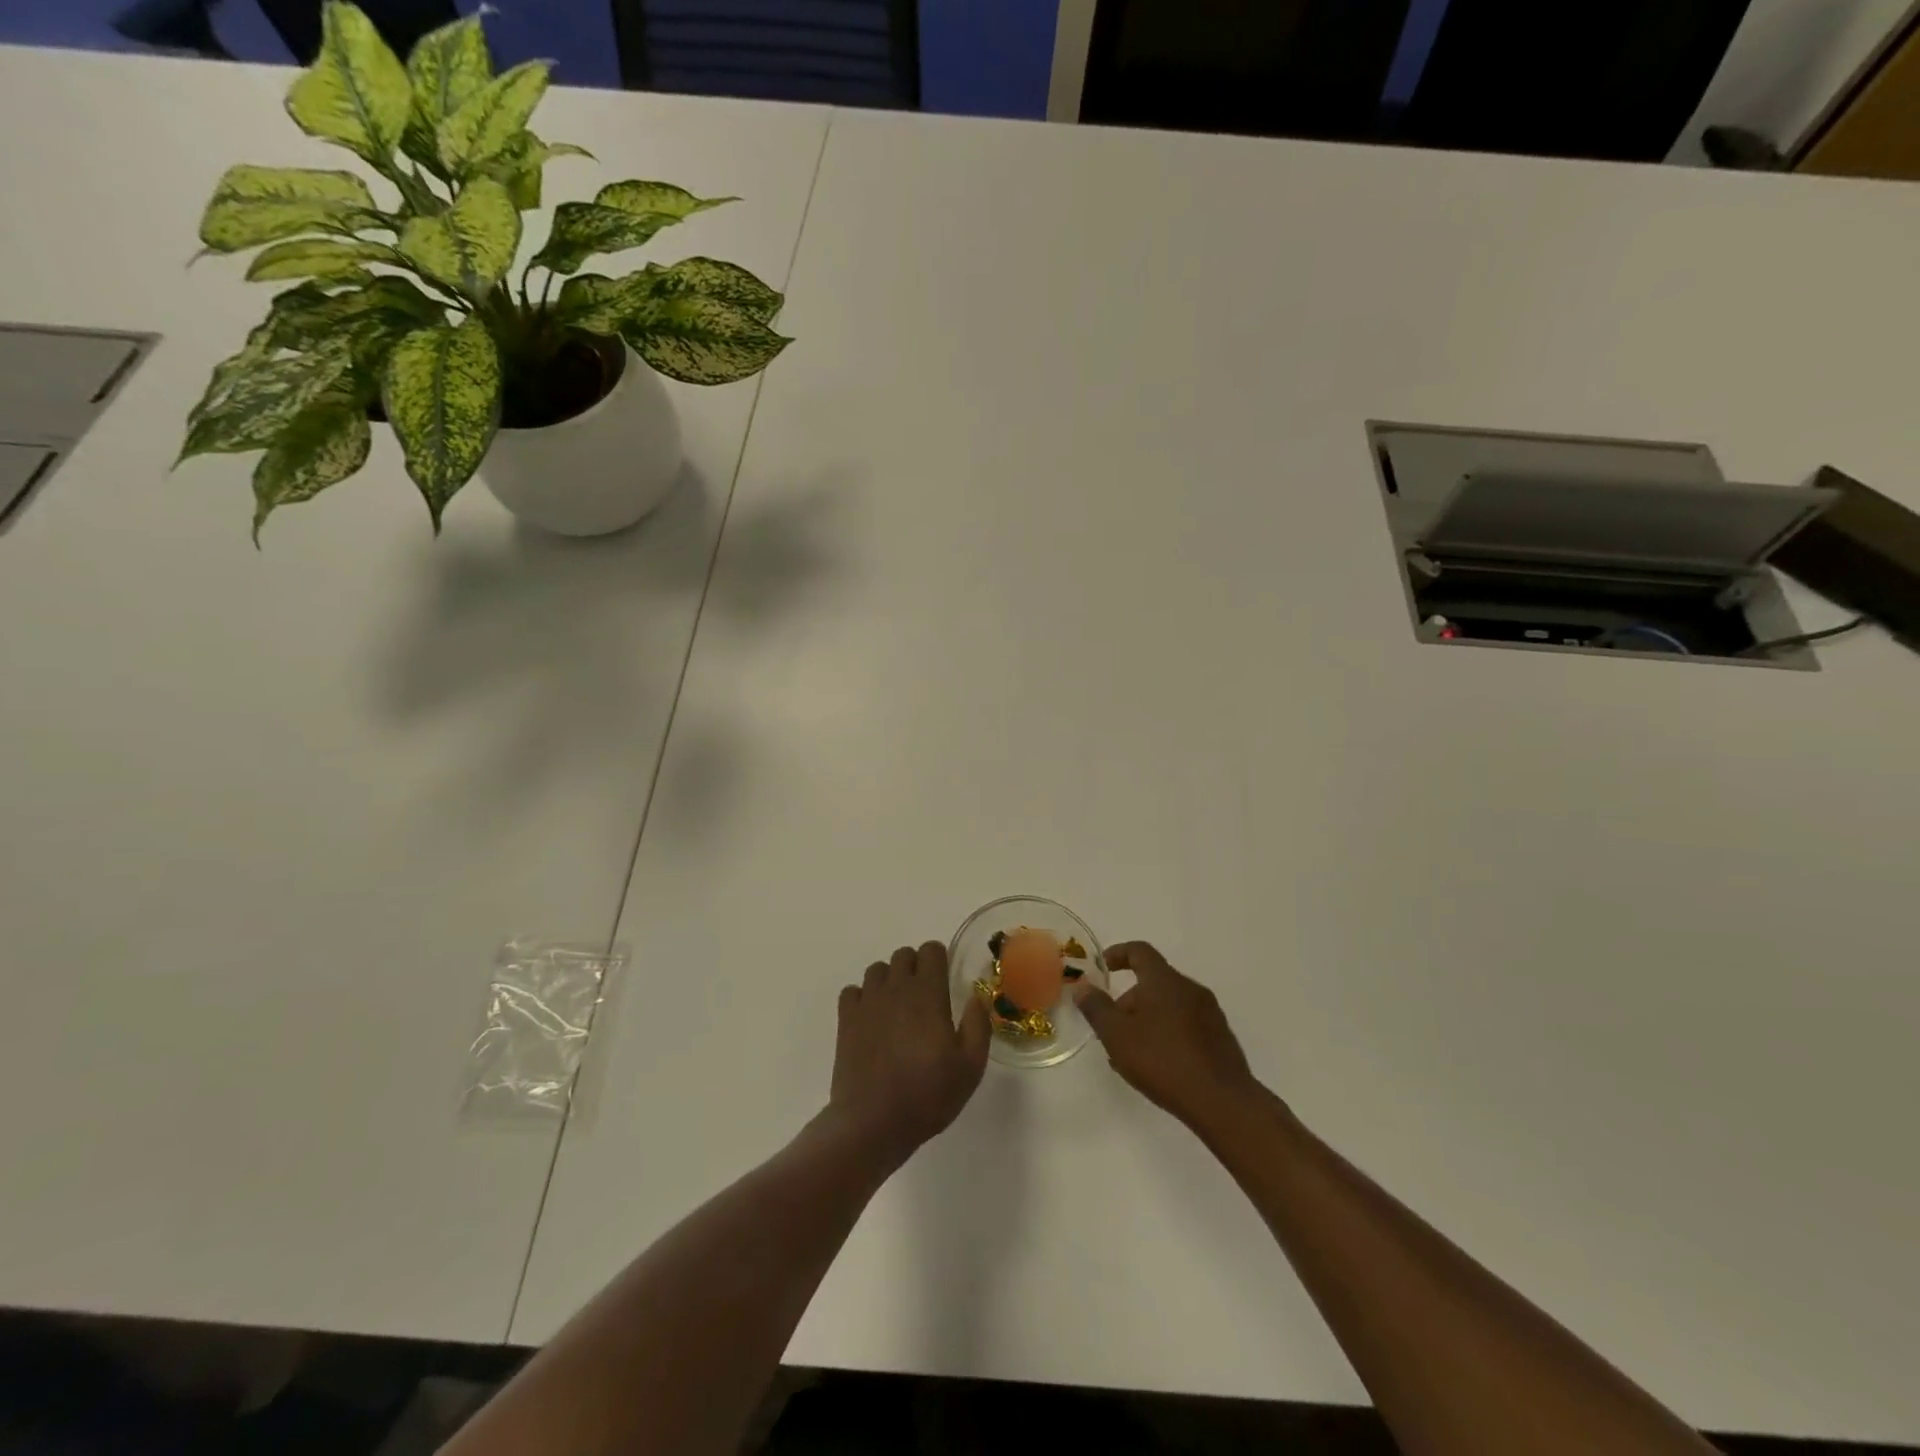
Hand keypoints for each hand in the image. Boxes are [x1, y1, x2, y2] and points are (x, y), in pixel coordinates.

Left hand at [830, 942, 990, 1166]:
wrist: (873, 1122)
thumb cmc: (928, 1095)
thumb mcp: (970, 1066)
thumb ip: (977, 1024)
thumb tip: (977, 996)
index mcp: (928, 993)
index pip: (931, 950)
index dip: (940, 959)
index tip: (946, 981)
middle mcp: (896, 988)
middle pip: (903, 955)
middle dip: (915, 967)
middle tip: (924, 998)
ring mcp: (867, 1002)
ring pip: (877, 970)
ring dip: (889, 980)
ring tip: (897, 1009)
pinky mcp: (846, 1020)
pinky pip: (852, 991)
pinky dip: (862, 998)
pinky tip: (871, 1019)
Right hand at [1074, 941, 1263, 1131]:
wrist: (1222, 1101)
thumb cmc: (1162, 1060)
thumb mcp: (1117, 1035)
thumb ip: (1097, 1007)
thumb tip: (1083, 986)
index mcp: (1164, 980)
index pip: (1139, 951)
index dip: (1118, 953)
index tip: (1102, 967)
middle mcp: (1190, 988)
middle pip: (1153, 981)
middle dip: (1129, 1000)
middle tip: (1112, 1027)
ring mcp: (1210, 1013)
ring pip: (1169, 1005)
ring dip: (1147, 1019)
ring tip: (1131, 1052)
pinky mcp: (1221, 1038)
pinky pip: (1185, 1024)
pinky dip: (1166, 1033)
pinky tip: (1157, 1065)